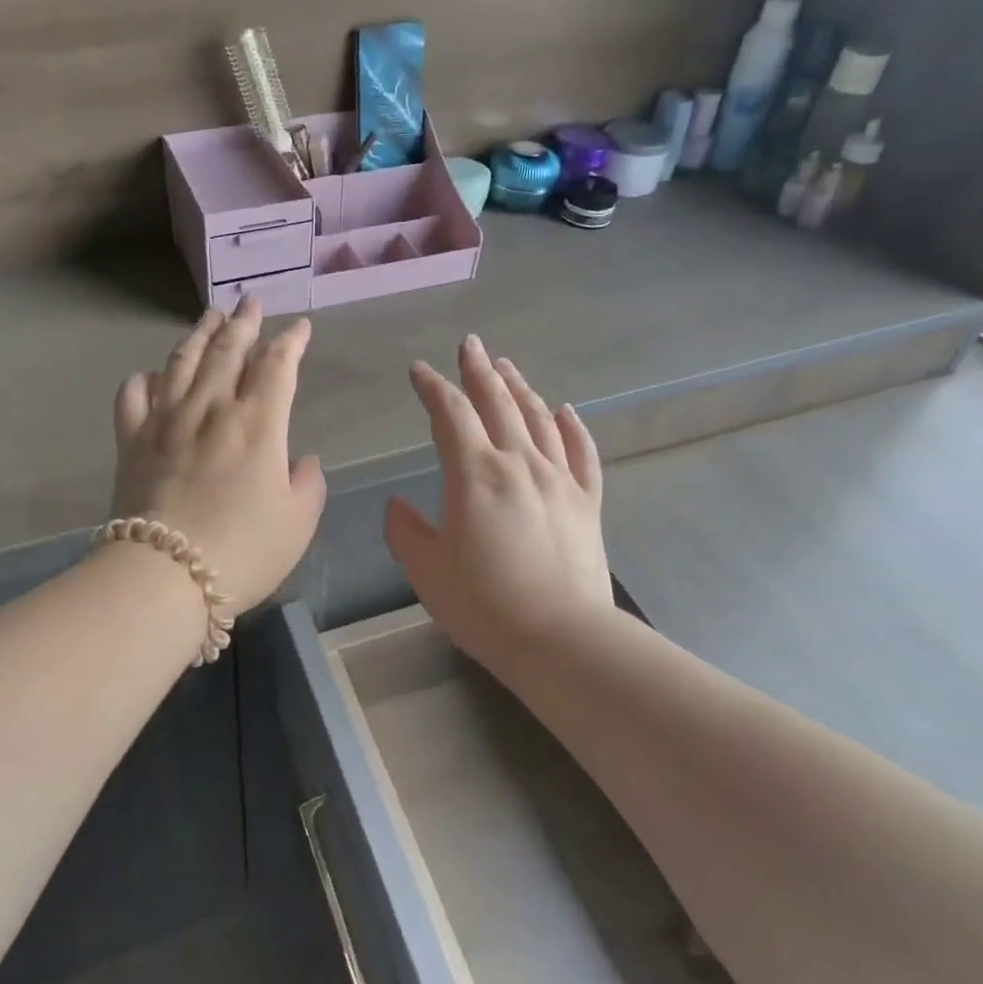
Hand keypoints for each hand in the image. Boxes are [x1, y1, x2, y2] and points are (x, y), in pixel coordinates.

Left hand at [111, 299, 326, 617]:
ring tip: (210, 316)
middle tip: (250, 301)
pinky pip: (134, 395)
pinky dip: (144, 379)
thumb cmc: (242, 551)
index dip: (291, 341)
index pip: (278, 366)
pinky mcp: (131, 439)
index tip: (299, 327)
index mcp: (258, 423)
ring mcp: (166, 419)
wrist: (164, 575)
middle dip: (244, 322)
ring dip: (200, 334)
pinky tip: (152, 375)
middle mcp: (211, 408)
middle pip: (228, 350)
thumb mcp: (297, 523)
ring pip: (183, 361)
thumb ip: (308, 484)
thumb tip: (301, 460)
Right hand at [385, 335, 614, 665]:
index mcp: (474, 472)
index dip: (432, 386)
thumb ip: (405, 531)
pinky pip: (581, 453)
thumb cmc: (484, 604)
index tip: (418, 370)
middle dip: (479, 370)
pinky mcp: (586, 502)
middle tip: (470, 344)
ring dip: (519, 387)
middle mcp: (518, 462)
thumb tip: (396, 505)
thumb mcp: (426, 570)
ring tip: (506, 366)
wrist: (562, 639)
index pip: (450, 413)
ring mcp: (558, 479)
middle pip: (497, 402)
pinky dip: (572, 427)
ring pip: (538, 418)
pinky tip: (565, 411)